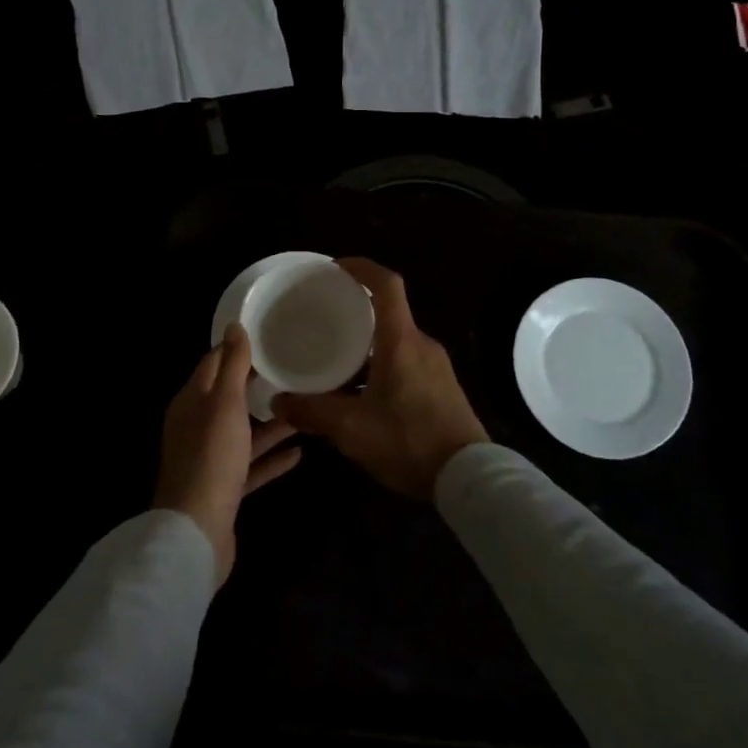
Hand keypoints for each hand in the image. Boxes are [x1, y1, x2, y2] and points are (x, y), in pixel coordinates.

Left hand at [154, 323, 301, 584]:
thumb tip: (234, 325)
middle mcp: (197, 426)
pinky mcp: (224, 488)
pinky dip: (271, 458)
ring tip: (303, 407)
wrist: (196, 531)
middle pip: (229, 398)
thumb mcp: (224, 403)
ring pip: (243, 432)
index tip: (267, 336)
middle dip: (256, 384)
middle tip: (292, 369)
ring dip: (270, 422)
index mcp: (192, 401)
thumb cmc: (211, 457)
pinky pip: (251, 465)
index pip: (213, 363)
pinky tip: (300, 453)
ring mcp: (210, 459)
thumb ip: (232, 365)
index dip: (237, 348)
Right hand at [272, 258, 487, 500]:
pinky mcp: (442, 387)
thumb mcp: (352, 430)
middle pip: (388, 313)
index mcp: (401, 341)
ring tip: (335, 360)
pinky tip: (362, 393)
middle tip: (323, 320)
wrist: (469, 479)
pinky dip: (381, 364)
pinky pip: (407, 361)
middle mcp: (422, 344)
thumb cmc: (409, 442)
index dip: (361, 268)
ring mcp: (436, 366)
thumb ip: (312, 412)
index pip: (386, 285)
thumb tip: (278, 402)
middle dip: (356, 311)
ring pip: (396, 341)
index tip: (335, 268)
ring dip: (367, 344)